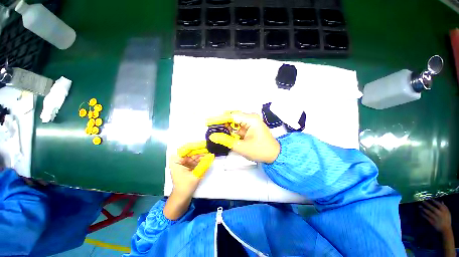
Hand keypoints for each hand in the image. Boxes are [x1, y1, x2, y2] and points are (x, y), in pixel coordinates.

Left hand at [171, 141, 214, 196]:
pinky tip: (209, 156)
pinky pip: (196, 159)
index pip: (187, 148)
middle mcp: (179, 158)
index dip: (197, 145)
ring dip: (203, 153)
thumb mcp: (195, 175)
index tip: (205, 144)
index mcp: (176, 159)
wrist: (182, 197)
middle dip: (201, 149)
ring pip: (195, 154)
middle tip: (211, 147)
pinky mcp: (188, 165)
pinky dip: (202, 158)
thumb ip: (203, 165)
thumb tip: (212, 156)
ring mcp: (184, 161)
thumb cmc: (185, 187)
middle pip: (191, 150)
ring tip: (211, 151)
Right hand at [206, 111, 279, 162]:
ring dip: (227, 128)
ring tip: (218, 133)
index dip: (219, 119)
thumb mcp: (241, 147)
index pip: (231, 116)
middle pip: (232, 118)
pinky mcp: (250, 126)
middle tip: (213, 130)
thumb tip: (213, 136)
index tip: (209, 123)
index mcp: (251, 119)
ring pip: (235, 122)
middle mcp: (251, 117)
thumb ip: (226, 140)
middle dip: (223, 124)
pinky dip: (232, 131)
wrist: (274, 155)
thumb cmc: (260, 151)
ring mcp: (251, 121)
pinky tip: (226, 135)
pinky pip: (238, 126)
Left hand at [421, 200, 451, 232]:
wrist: (445, 229)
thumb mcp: (448, 212)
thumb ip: (444, 207)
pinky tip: (420, 212)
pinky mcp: (432, 221)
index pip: (438, 204)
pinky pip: (426, 217)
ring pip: (428, 212)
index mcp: (444, 211)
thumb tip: (441, 201)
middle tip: (422, 201)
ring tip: (419, 206)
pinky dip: (423, 214)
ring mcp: (435, 218)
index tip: (429, 198)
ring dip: (423, 209)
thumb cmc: (447, 219)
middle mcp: (439, 213)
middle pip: (432, 208)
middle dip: (427, 204)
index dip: (433, 201)